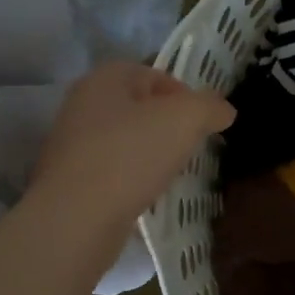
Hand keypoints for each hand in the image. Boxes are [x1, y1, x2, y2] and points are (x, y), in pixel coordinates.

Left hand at [29, 61, 234, 224]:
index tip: (201, 122)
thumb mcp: (186, 119)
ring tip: (171, 173)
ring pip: (127, 140)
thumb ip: (211, 107)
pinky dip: (133, 178)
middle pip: (140, 107)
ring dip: (152, 153)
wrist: (76, 220)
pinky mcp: (70, 180)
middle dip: (169, 125)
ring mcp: (72, 144)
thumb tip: (224, 111)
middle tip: (190, 146)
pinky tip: (147, 194)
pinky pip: (113, 170)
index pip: (154, 74)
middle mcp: (83, 104)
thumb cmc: (131, 155)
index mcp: (104, 79)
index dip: (184, 94)